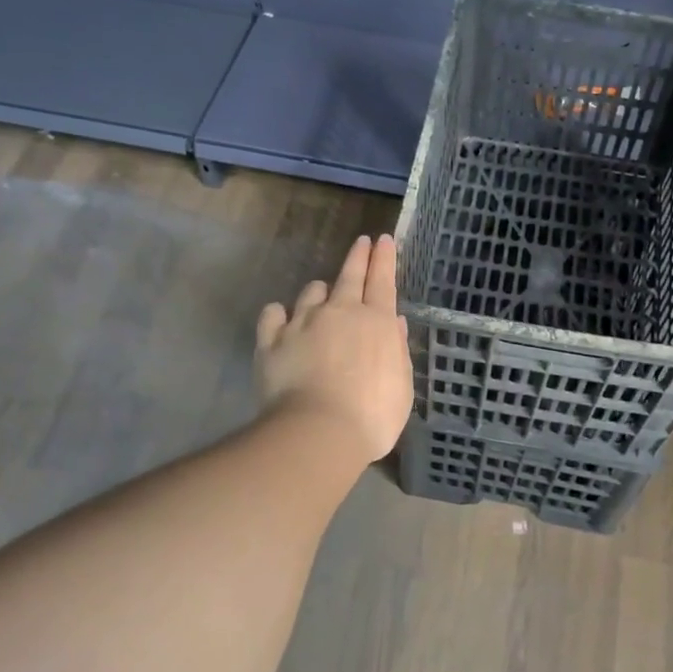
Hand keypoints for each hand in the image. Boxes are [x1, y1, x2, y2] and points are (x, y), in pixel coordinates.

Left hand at [255, 234, 413, 462]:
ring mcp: (303, 323)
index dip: (384, 258)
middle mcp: (340, 313)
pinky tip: (280, 318)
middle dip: (357, 257)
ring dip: (319, 292)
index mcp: (377, 322)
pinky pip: (272, 315)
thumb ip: (397, 351)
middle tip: (361, 242)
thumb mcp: (401, 386)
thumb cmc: (373, 415)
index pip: (383, 280)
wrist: (319, 432)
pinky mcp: (271, 341)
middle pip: (349, 276)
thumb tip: (394, 324)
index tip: (382, 240)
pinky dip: (279, 314)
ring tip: (320, 297)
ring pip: (311, 293)